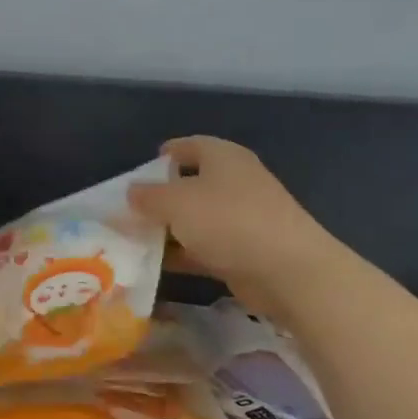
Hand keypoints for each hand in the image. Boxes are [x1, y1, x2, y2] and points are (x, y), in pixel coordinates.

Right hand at [126, 137, 339, 314]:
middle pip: (190, 184)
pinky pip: (205, 247)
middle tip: (128, 212)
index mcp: (222, 157)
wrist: (289, 272)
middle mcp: (235, 182)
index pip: (188, 146)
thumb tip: (131, 192)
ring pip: (196, 219)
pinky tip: (157, 265)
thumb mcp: (176, 202)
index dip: (163, 155)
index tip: (138, 173)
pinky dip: (183, 253)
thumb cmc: (228, 221)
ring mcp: (243, 218)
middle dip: (159, 198)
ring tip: (135, 240)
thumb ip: (147, 196)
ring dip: (168, 229)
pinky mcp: (246, 251)